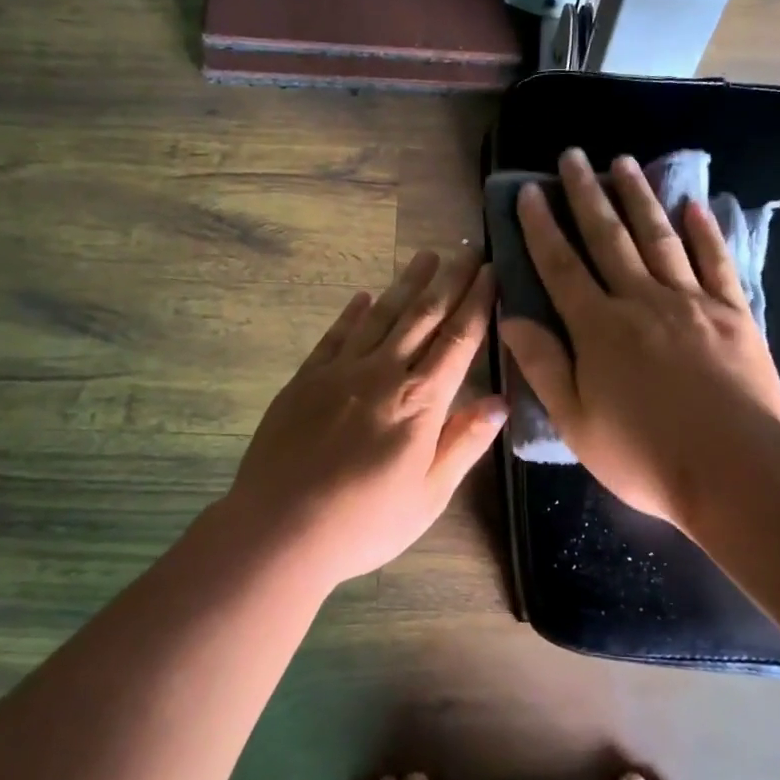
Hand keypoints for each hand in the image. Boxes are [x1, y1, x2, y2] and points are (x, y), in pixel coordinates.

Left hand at [222, 249, 506, 584]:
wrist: (279, 528)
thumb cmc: (364, 522)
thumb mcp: (429, 495)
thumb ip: (463, 443)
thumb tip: (500, 401)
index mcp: (420, 403)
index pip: (458, 341)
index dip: (477, 303)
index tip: (492, 273)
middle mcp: (383, 374)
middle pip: (423, 317)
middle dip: (449, 281)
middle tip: (467, 251)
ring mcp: (340, 372)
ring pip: (382, 316)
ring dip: (406, 284)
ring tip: (424, 256)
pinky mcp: (306, 379)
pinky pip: (336, 335)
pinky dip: (353, 312)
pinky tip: (364, 296)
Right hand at [498, 149, 779, 527]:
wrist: (734, 469)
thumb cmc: (644, 455)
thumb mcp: (576, 421)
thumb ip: (543, 365)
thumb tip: (510, 318)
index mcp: (599, 328)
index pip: (562, 266)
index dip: (542, 227)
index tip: (529, 191)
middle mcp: (642, 301)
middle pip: (609, 238)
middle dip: (587, 194)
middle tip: (574, 155)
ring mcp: (692, 302)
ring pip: (659, 238)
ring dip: (639, 197)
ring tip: (623, 162)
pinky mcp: (734, 313)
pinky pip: (717, 262)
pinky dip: (705, 231)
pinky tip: (693, 205)